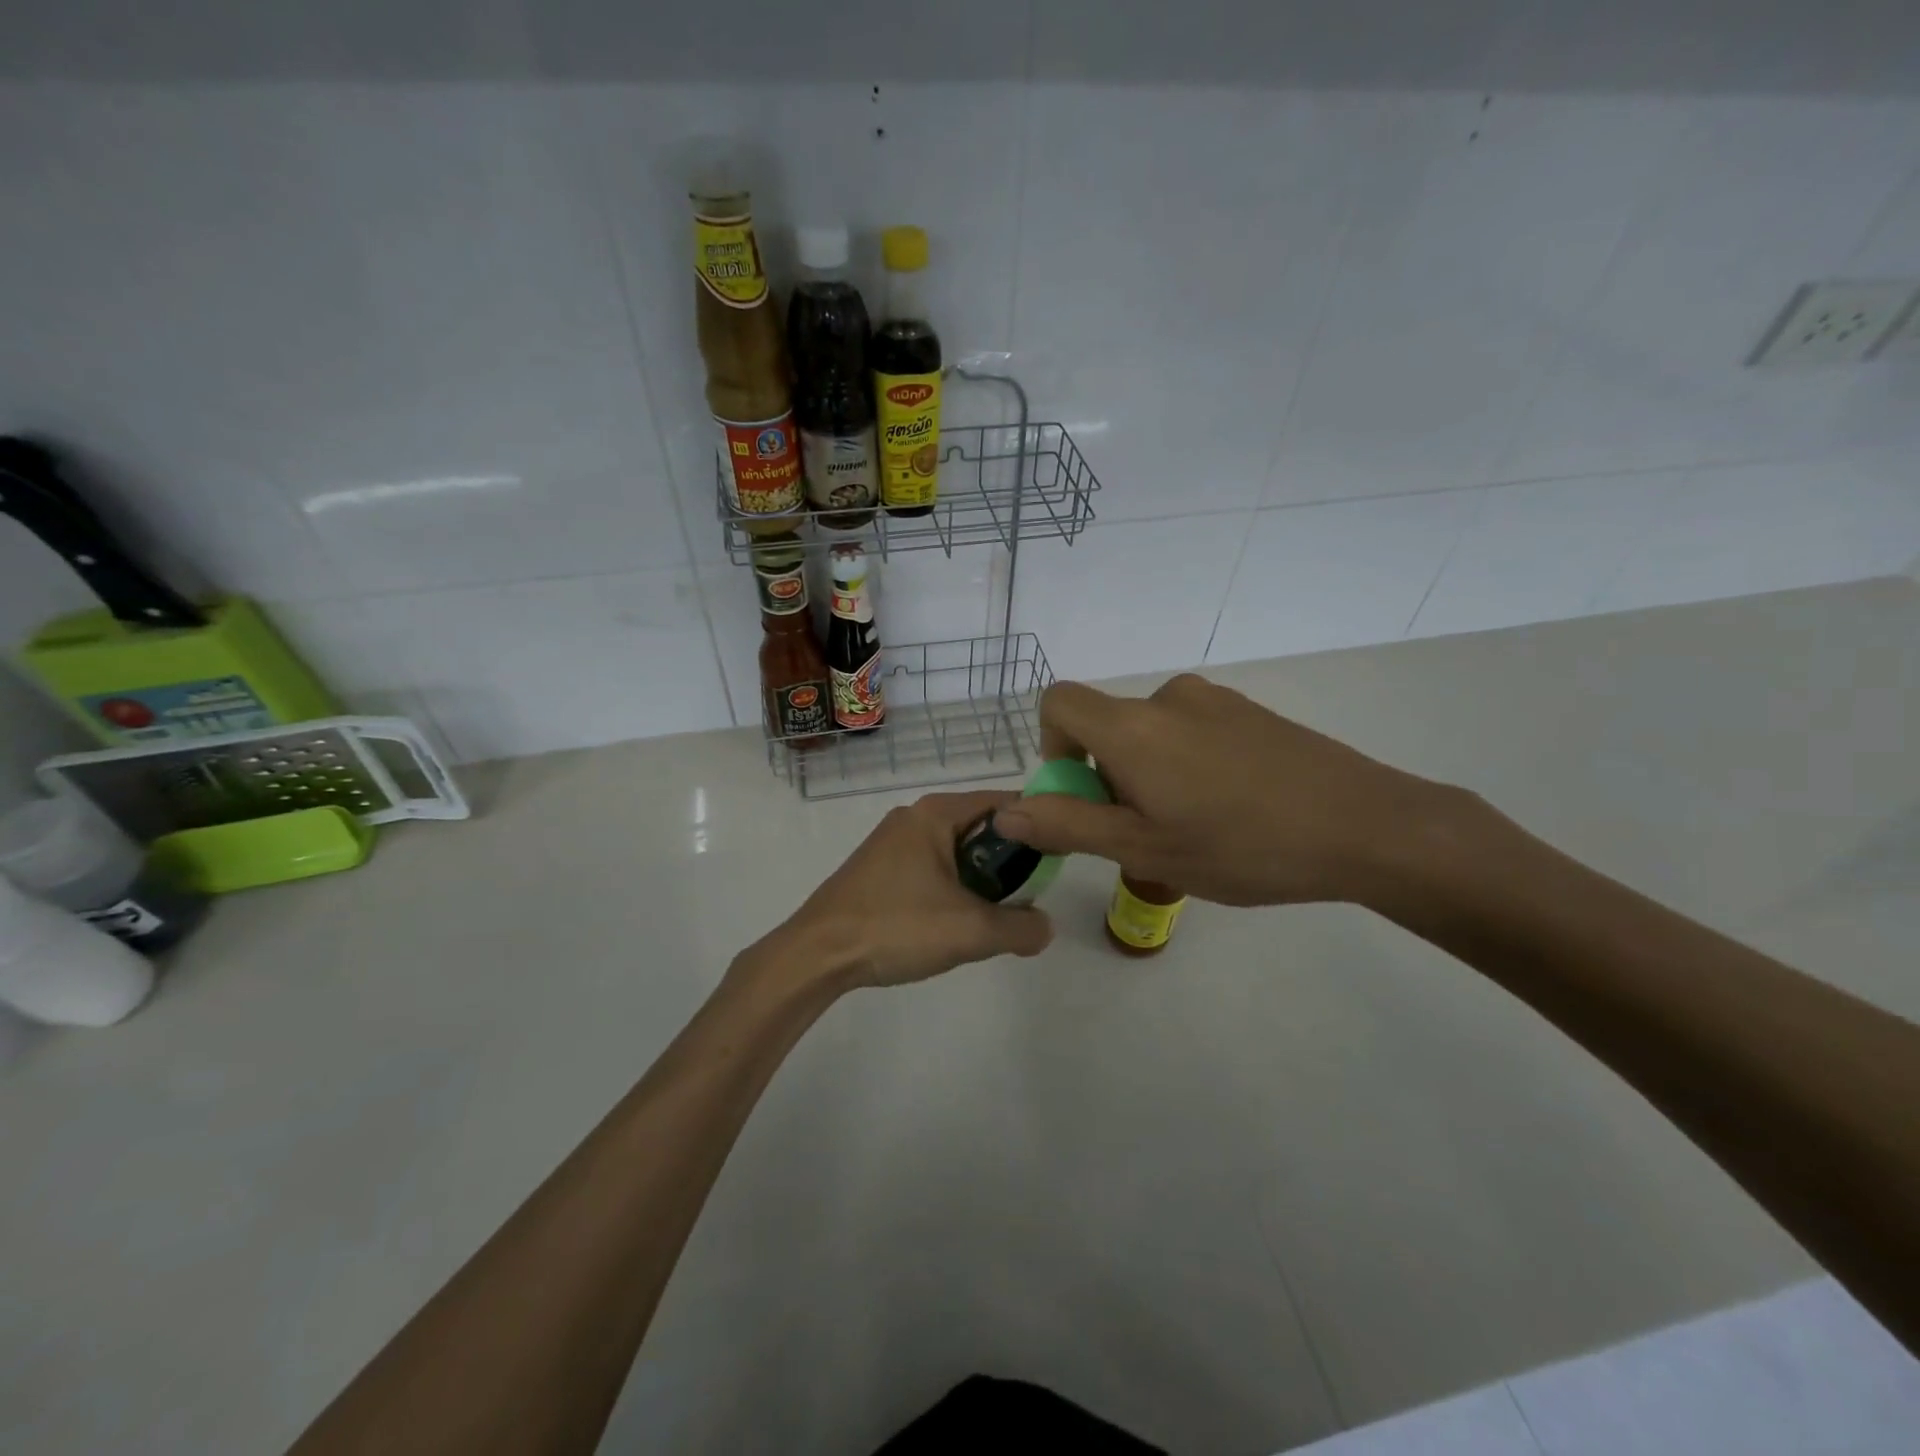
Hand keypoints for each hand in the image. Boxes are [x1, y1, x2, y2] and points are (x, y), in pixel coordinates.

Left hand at [767, 789, 1054, 990]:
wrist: (816, 954)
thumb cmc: (896, 927)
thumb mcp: (971, 931)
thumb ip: (1021, 927)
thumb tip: (1046, 927)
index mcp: (935, 813)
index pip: (1004, 801)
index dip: (1037, 823)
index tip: (1061, 851)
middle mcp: (914, 816)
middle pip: (980, 825)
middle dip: (1010, 857)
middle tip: (1032, 892)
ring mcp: (892, 842)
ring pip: (955, 849)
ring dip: (981, 877)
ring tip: (997, 913)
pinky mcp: (879, 868)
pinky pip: (932, 865)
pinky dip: (953, 885)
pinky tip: (956, 920)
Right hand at [991, 675, 1456, 907]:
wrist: (1367, 826)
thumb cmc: (1242, 844)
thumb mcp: (1144, 849)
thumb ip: (1069, 826)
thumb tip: (1009, 812)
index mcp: (1132, 726)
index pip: (1058, 702)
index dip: (1052, 745)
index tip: (1081, 793)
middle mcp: (1168, 698)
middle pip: (1107, 724)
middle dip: (1106, 775)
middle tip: (1145, 832)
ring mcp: (1216, 701)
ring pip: (1152, 732)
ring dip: (1148, 774)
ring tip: (1193, 828)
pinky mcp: (1252, 713)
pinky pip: (1193, 731)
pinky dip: (1187, 764)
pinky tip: (1232, 810)